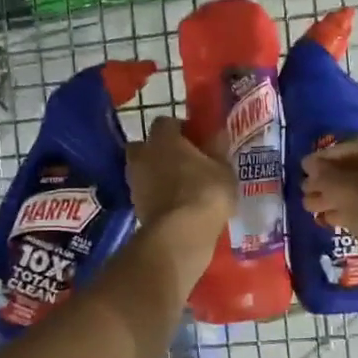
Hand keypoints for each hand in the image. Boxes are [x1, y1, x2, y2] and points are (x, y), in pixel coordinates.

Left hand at [128, 117, 235, 256]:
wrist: (180, 234)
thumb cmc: (205, 192)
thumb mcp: (223, 169)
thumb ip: (218, 150)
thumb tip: (217, 135)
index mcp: (163, 139)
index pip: (166, 122)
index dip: (180, 130)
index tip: (196, 141)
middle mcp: (142, 155)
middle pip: (146, 145)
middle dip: (160, 151)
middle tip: (182, 162)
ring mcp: (134, 181)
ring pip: (143, 170)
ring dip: (156, 175)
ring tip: (179, 187)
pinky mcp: (134, 206)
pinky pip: (145, 193)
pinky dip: (155, 196)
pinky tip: (174, 205)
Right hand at [301, 137, 357, 250]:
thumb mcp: (341, 186)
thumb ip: (322, 173)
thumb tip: (309, 164)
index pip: (350, 148)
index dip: (322, 158)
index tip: (303, 168)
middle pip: (356, 170)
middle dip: (327, 182)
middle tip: (305, 191)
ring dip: (335, 197)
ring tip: (310, 207)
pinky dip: (350, 210)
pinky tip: (328, 218)